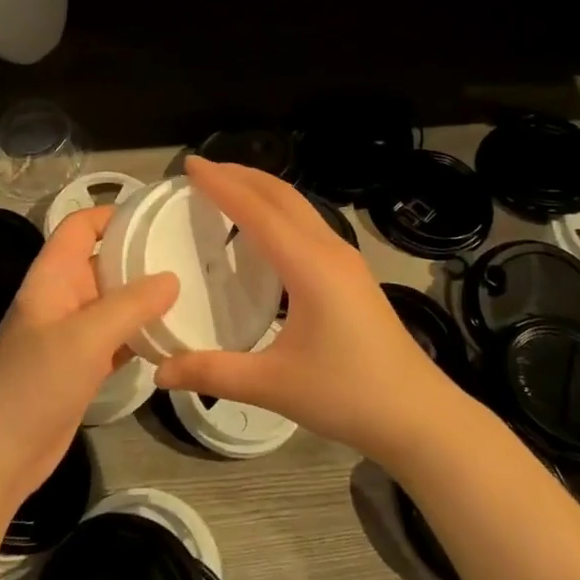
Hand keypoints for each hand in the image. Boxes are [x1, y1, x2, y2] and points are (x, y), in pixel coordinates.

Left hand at [0, 204, 177, 507]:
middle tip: (191, 254)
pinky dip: (143, 334)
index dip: (113, 214)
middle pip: (104, 262)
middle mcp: (63, 297)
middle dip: (141, 256)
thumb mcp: (84, 337)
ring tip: (194, 289)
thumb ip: (130, 305)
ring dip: (146, 298)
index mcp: (53, 276)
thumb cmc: (33, 384)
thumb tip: (172, 278)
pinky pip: (119, 338)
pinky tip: (175, 336)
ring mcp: (73, 334)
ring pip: (115, 302)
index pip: (81, 226)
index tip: (158, 217)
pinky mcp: (83, 366)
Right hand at [153, 157, 457, 462]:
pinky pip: (309, 225)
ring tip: (227, 190)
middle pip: (281, 195)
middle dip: (241, 175)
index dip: (221, 184)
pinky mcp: (352, 275)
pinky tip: (263, 234)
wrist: (419, 415)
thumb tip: (160, 370)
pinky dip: (278, 212)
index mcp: (309, 265)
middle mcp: (329, 250)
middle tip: (202, 171)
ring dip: (262, 191)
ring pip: (299, 207)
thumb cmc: (348, 395)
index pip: (256, 210)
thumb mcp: (274, 385)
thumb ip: (213, 373)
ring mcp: (346, 260)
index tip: (189, 164)